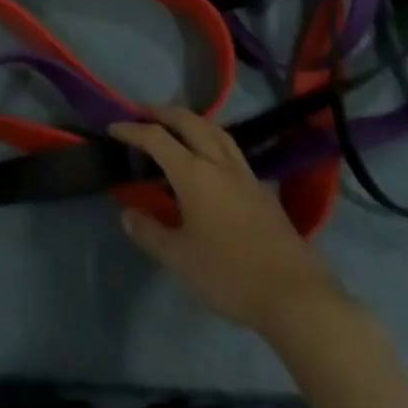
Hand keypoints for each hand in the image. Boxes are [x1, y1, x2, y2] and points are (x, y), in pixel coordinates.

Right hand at [111, 107, 344, 339]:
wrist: (294, 294)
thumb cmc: (229, 274)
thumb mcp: (180, 259)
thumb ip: (150, 233)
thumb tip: (126, 213)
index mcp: (193, 172)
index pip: (156, 138)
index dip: (132, 130)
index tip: (114, 127)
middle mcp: (218, 161)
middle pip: (188, 121)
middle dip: (163, 113)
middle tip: (144, 114)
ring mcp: (244, 173)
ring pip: (215, 129)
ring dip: (191, 120)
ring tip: (178, 126)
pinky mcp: (262, 188)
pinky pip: (231, 149)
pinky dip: (213, 140)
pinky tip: (213, 159)